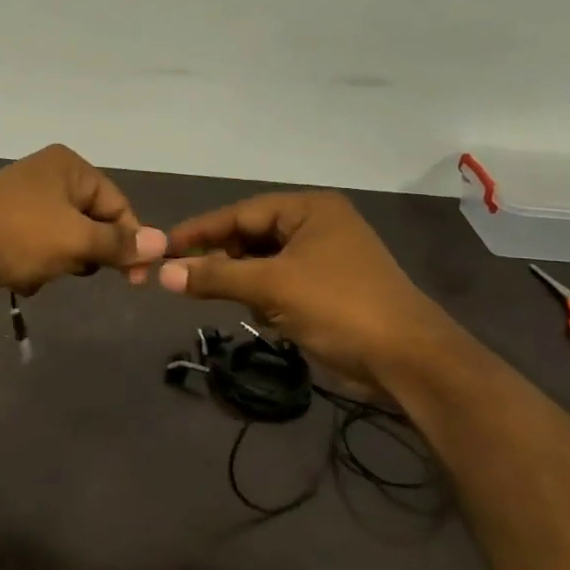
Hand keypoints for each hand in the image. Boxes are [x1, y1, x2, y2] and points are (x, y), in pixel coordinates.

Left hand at [0, 145, 165, 299]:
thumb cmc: (19, 237)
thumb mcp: (76, 240)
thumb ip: (119, 243)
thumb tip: (163, 243)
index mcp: (68, 166)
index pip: (117, 203)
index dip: (131, 241)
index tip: (135, 279)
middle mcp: (46, 174)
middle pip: (90, 220)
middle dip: (86, 252)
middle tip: (77, 269)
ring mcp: (21, 197)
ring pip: (63, 238)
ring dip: (59, 262)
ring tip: (42, 272)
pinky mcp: (2, 222)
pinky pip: (36, 246)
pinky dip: (35, 264)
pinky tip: (20, 277)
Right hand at [157, 191, 458, 394]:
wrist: (407, 360)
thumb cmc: (339, 307)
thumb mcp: (270, 287)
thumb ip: (214, 276)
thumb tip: (162, 273)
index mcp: (310, 210)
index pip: (240, 213)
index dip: (199, 231)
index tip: (163, 246)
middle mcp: (317, 226)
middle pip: (250, 236)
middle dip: (220, 257)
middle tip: (183, 276)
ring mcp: (324, 258)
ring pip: (262, 262)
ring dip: (240, 279)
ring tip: (215, 295)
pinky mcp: (327, 289)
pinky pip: (278, 282)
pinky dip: (261, 294)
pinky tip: (257, 312)